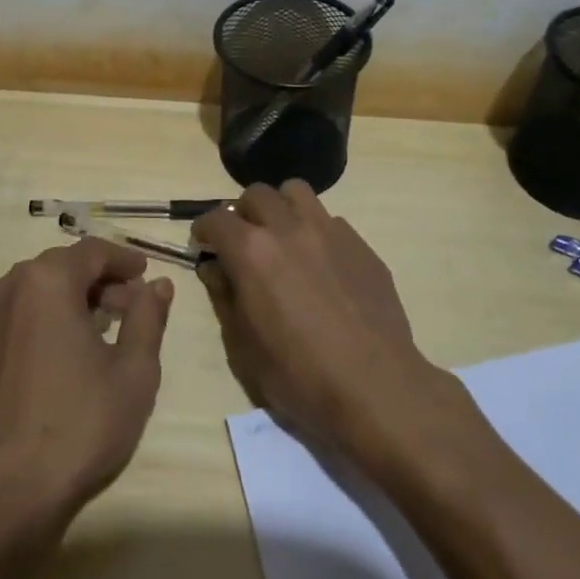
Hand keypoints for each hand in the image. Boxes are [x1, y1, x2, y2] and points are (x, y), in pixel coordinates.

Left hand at [0, 239, 173, 526]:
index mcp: (46, 281)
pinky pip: (15, 319)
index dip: (124, 260)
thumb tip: (158, 285)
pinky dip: (43, 323)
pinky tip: (63, 359)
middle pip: (62, 268)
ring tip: (101, 335)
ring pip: (36, 292)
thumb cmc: (79, 425)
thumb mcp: (133, 371)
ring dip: (71, 302)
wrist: (3, 496)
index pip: (92, 251)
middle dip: (100, 282)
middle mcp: (7, 288)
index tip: (146, 275)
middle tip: (131, 310)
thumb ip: (148, 317)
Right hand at [193, 182, 442, 455]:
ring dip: (281, 208)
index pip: (217, 218)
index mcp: (252, 251)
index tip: (204, 243)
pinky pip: (330, 220)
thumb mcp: (244, 348)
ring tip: (282, 237)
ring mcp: (329, 231)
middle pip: (256, 194)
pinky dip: (315, 230)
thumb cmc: (300, 375)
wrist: (375, 386)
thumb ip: (225, 298)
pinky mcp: (360, 244)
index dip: (204, 229)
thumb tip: (215, 269)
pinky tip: (320, 264)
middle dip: (243, 213)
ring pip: (296, 192)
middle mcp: (288, 228)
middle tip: (243, 241)